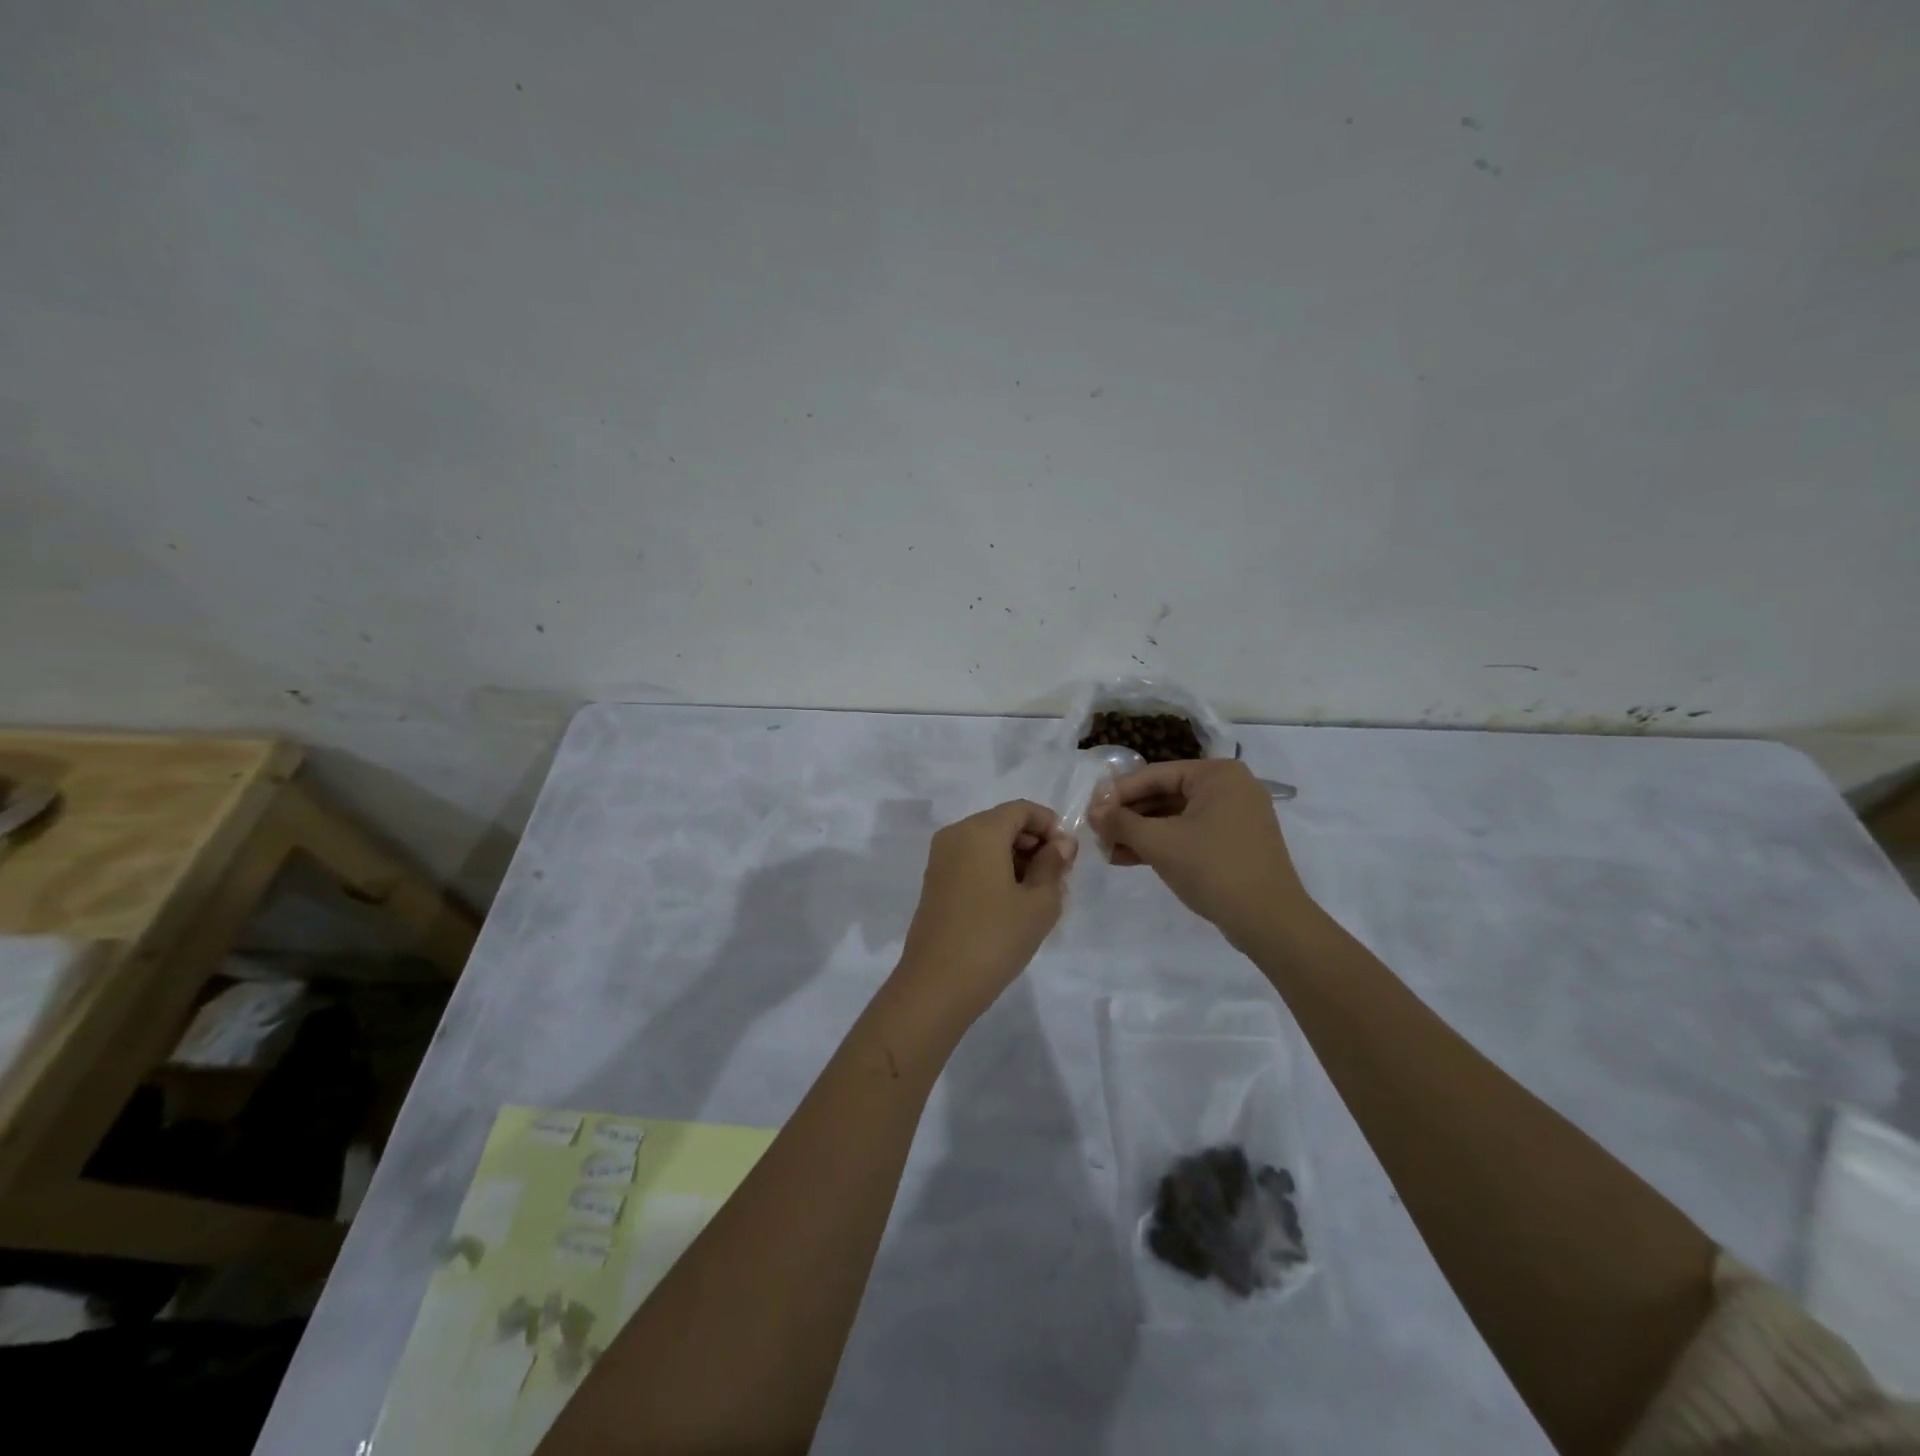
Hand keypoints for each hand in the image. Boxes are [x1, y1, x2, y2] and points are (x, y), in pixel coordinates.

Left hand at [893, 800, 1075, 1026]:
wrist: (937, 985)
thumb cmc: (995, 938)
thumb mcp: (1039, 903)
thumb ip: (1053, 865)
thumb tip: (1061, 844)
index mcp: (980, 830)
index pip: (1022, 809)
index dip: (1050, 825)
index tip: (1069, 856)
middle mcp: (955, 835)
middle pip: (1003, 823)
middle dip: (1034, 843)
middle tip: (1059, 878)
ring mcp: (940, 859)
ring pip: (987, 844)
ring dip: (1016, 859)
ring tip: (1039, 896)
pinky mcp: (935, 883)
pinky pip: (971, 862)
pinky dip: (995, 871)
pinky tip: (1013, 904)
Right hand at [1088, 760, 1312, 950]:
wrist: (1269, 921)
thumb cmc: (1212, 868)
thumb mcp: (1159, 843)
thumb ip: (1121, 822)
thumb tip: (1093, 811)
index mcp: (1216, 774)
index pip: (1154, 775)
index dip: (1117, 793)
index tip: (1089, 811)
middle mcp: (1229, 786)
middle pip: (1165, 794)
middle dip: (1129, 816)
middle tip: (1097, 833)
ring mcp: (1235, 815)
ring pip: (1175, 816)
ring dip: (1141, 833)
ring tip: (1107, 850)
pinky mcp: (1234, 841)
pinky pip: (1190, 833)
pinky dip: (1162, 844)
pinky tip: (1130, 858)